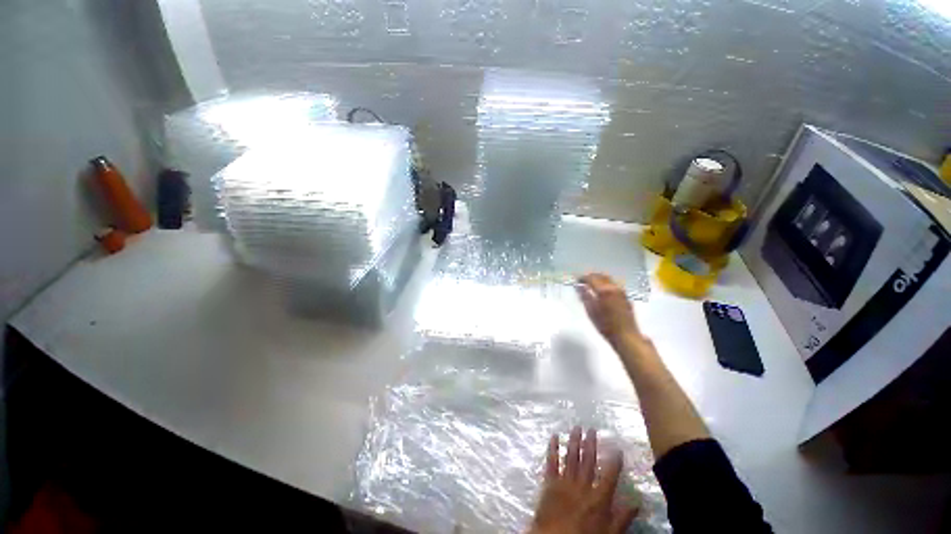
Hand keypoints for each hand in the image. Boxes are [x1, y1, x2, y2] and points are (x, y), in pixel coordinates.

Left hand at [529, 427, 637, 533]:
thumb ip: (622, 518)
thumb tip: (638, 502)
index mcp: (598, 498)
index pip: (609, 475)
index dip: (614, 461)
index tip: (617, 447)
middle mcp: (582, 485)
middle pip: (588, 460)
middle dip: (590, 444)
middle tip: (592, 429)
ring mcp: (564, 481)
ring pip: (571, 457)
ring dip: (574, 441)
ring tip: (577, 427)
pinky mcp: (550, 482)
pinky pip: (551, 462)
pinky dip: (553, 449)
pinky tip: (554, 436)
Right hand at [576, 273, 646, 348]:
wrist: (626, 336)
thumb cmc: (606, 326)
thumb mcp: (591, 312)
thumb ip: (584, 296)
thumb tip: (578, 286)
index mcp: (604, 291)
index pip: (591, 278)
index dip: (582, 278)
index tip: (576, 280)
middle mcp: (614, 287)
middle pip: (601, 276)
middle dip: (591, 276)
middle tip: (583, 280)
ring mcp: (621, 291)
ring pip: (609, 279)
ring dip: (599, 279)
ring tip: (591, 284)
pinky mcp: (626, 296)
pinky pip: (614, 284)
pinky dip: (606, 284)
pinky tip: (602, 291)